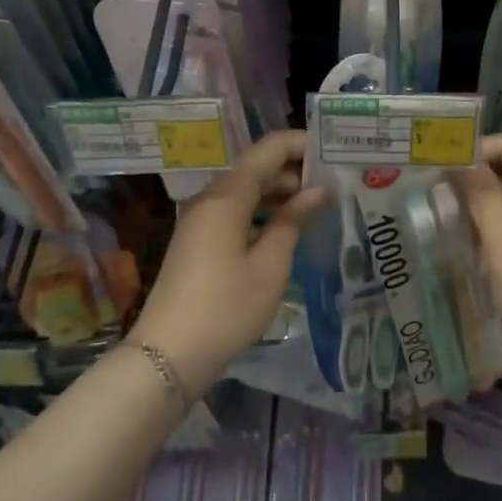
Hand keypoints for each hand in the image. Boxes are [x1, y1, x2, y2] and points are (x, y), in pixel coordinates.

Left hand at [130, 130, 326, 396]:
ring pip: (246, 189)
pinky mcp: (198, 240)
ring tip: (318, 204)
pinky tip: (286, 228)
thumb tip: (317, 190)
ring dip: (280, 192)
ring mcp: (201, 219)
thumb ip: (293, 220)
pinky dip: (262, 211)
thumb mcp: (270, 265)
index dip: (301, 144)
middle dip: (294, 170)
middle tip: (334, 182)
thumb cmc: (226, 308)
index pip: (269, 148)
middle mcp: (211, 197)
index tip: (334, 153)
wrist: (167, 357)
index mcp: (228, 195)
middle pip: (257, 167)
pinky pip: (235, 210)